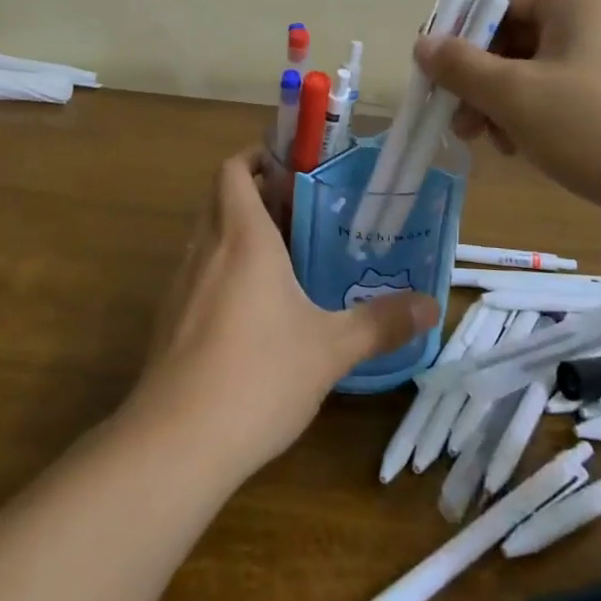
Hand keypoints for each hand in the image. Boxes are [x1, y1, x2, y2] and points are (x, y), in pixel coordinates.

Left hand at [128, 150, 438, 480]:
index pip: (234, 169)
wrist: (176, 441)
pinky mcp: (169, 319)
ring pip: (208, 235)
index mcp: (242, 236)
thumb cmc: (259, 375)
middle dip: (256, 194)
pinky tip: (253, 311)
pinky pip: (198, 273)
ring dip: (238, 232)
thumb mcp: (331, 349)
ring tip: (285, 258)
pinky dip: (223, 270)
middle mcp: (206, 248)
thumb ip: (381, 323)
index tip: (292, 168)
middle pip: (220, 197)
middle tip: (302, 211)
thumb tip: (431, 306)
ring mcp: (181, 284)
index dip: (257, 158)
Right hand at [413, 0, 600, 222]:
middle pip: (509, 38)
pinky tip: (516, 150)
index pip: (498, 0)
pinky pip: (550, 100)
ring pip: (525, 73)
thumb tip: (422, 43)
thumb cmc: (593, 126)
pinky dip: (524, 120)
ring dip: (495, 103)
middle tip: (454, 116)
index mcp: (572, 2)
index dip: (459, 31)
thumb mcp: (514, 93)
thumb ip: (461, 66)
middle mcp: (588, 24)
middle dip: (475, 77)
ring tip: (483, 140)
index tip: (433, 70)